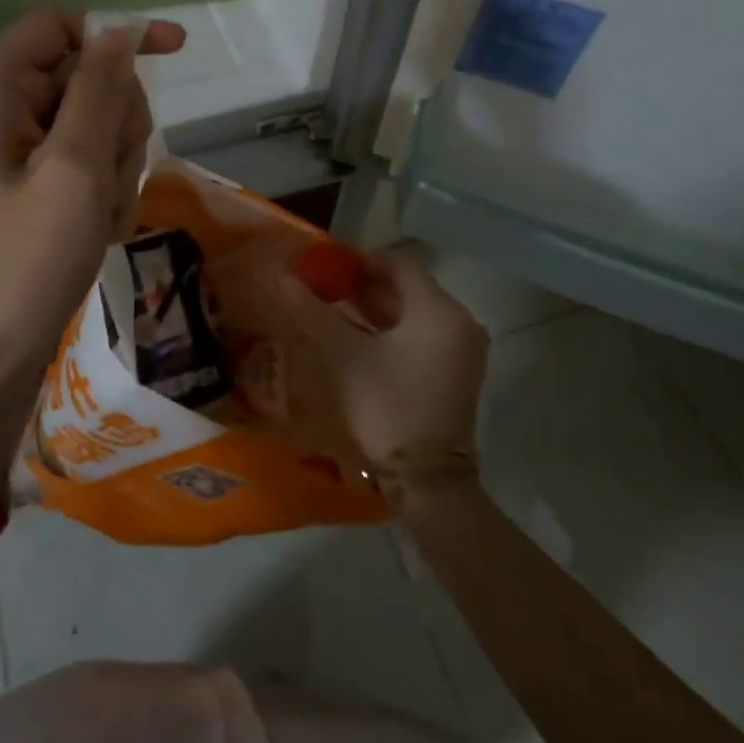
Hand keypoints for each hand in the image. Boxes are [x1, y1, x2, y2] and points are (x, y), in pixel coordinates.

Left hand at [0, 8, 185, 420]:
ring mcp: (5, 154)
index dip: (115, 33)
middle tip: (111, 176)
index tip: (175, 52)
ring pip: (88, 125)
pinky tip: (96, 231)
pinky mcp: (20, 189)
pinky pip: (77, 164)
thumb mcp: (75, 170)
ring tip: (100, 216)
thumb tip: (118, 30)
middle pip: (80, 77)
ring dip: (112, 164)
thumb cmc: (25, 265)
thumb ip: (99, 90)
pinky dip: (98, 190)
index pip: (57, 26)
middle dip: (114, 120)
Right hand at [211, 238, 487, 467]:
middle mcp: (460, 323)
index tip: (326, 266)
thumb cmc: (386, 407)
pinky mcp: (458, 374)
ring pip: (415, 313)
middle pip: (408, 287)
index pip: (398, 263)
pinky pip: (423, 335)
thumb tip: (280, 275)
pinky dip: (393, 330)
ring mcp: (463, 351)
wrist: (428, 483)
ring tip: (336, 311)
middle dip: (366, 285)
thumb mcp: (342, 355)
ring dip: (378, 308)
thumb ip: (311, 310)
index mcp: (439, 310)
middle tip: (326, 288)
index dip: (359, 259)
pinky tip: (361, 340)